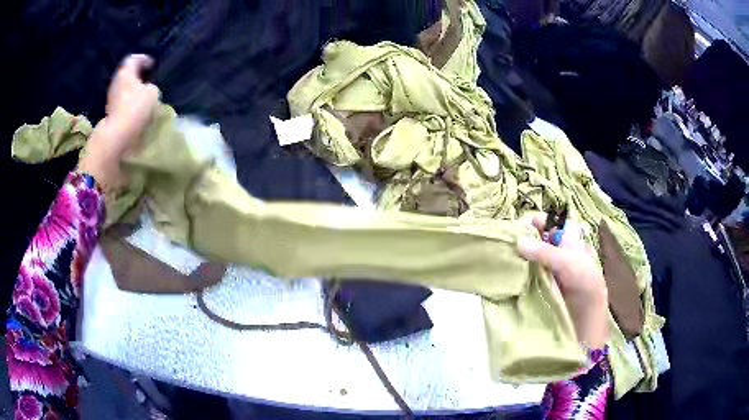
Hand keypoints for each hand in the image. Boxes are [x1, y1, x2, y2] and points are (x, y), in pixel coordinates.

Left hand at [78, 54, 159, 188]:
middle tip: (147, 80)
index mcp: (126, 72)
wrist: (117, 137)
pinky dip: (128, 103)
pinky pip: (121, 103)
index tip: (152, 65)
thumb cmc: (135, 109)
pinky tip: (135, 110)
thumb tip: (147, 89)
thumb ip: (151, 87)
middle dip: (136, 76)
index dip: (144, 60)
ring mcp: (111, 99)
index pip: (134, 59)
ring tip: (142, 97)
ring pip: (123, 89)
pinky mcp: (110, 114)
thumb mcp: (153, 93)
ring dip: (132, 91)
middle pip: (127, 74)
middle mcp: (116, 82)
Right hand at [517, 213, 609, 348]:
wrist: (587, 312)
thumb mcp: (566, 262)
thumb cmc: (583, 280)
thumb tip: (517, 241)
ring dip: (519, 256)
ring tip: (505, 261)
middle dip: (521, 239)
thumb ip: (543, 251)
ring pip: (530, 253)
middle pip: (534, 236)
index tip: (516, 231)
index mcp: (566, 234)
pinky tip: (510, 274)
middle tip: (507, 247)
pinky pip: (528, 270)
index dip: (531, 222)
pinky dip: (520, 270)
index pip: (545, 220)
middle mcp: (556, 246)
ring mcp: (548, 264)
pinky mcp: (542, 280)